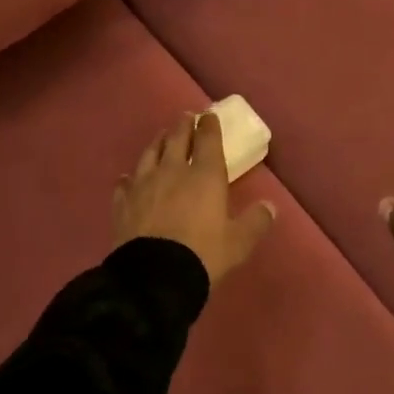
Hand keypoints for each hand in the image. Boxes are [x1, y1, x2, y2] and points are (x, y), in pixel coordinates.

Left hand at [114, 111, 277, 286]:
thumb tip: (270, 207)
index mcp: (205, 176)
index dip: (209, 126)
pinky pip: (125, 183)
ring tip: (161, 136)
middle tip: (185, 118)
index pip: (208, 140)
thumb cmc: (203, 255)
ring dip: (158, 142)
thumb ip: (255, 222)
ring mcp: (144, 185)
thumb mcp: (238, 243)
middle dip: (183, 126)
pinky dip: (129, 177)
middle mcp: (173, 171)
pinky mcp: (122, 203)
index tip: (209, 116)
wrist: (154, 277)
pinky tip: (128, 177)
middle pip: (177, 139)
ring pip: (150, 154)